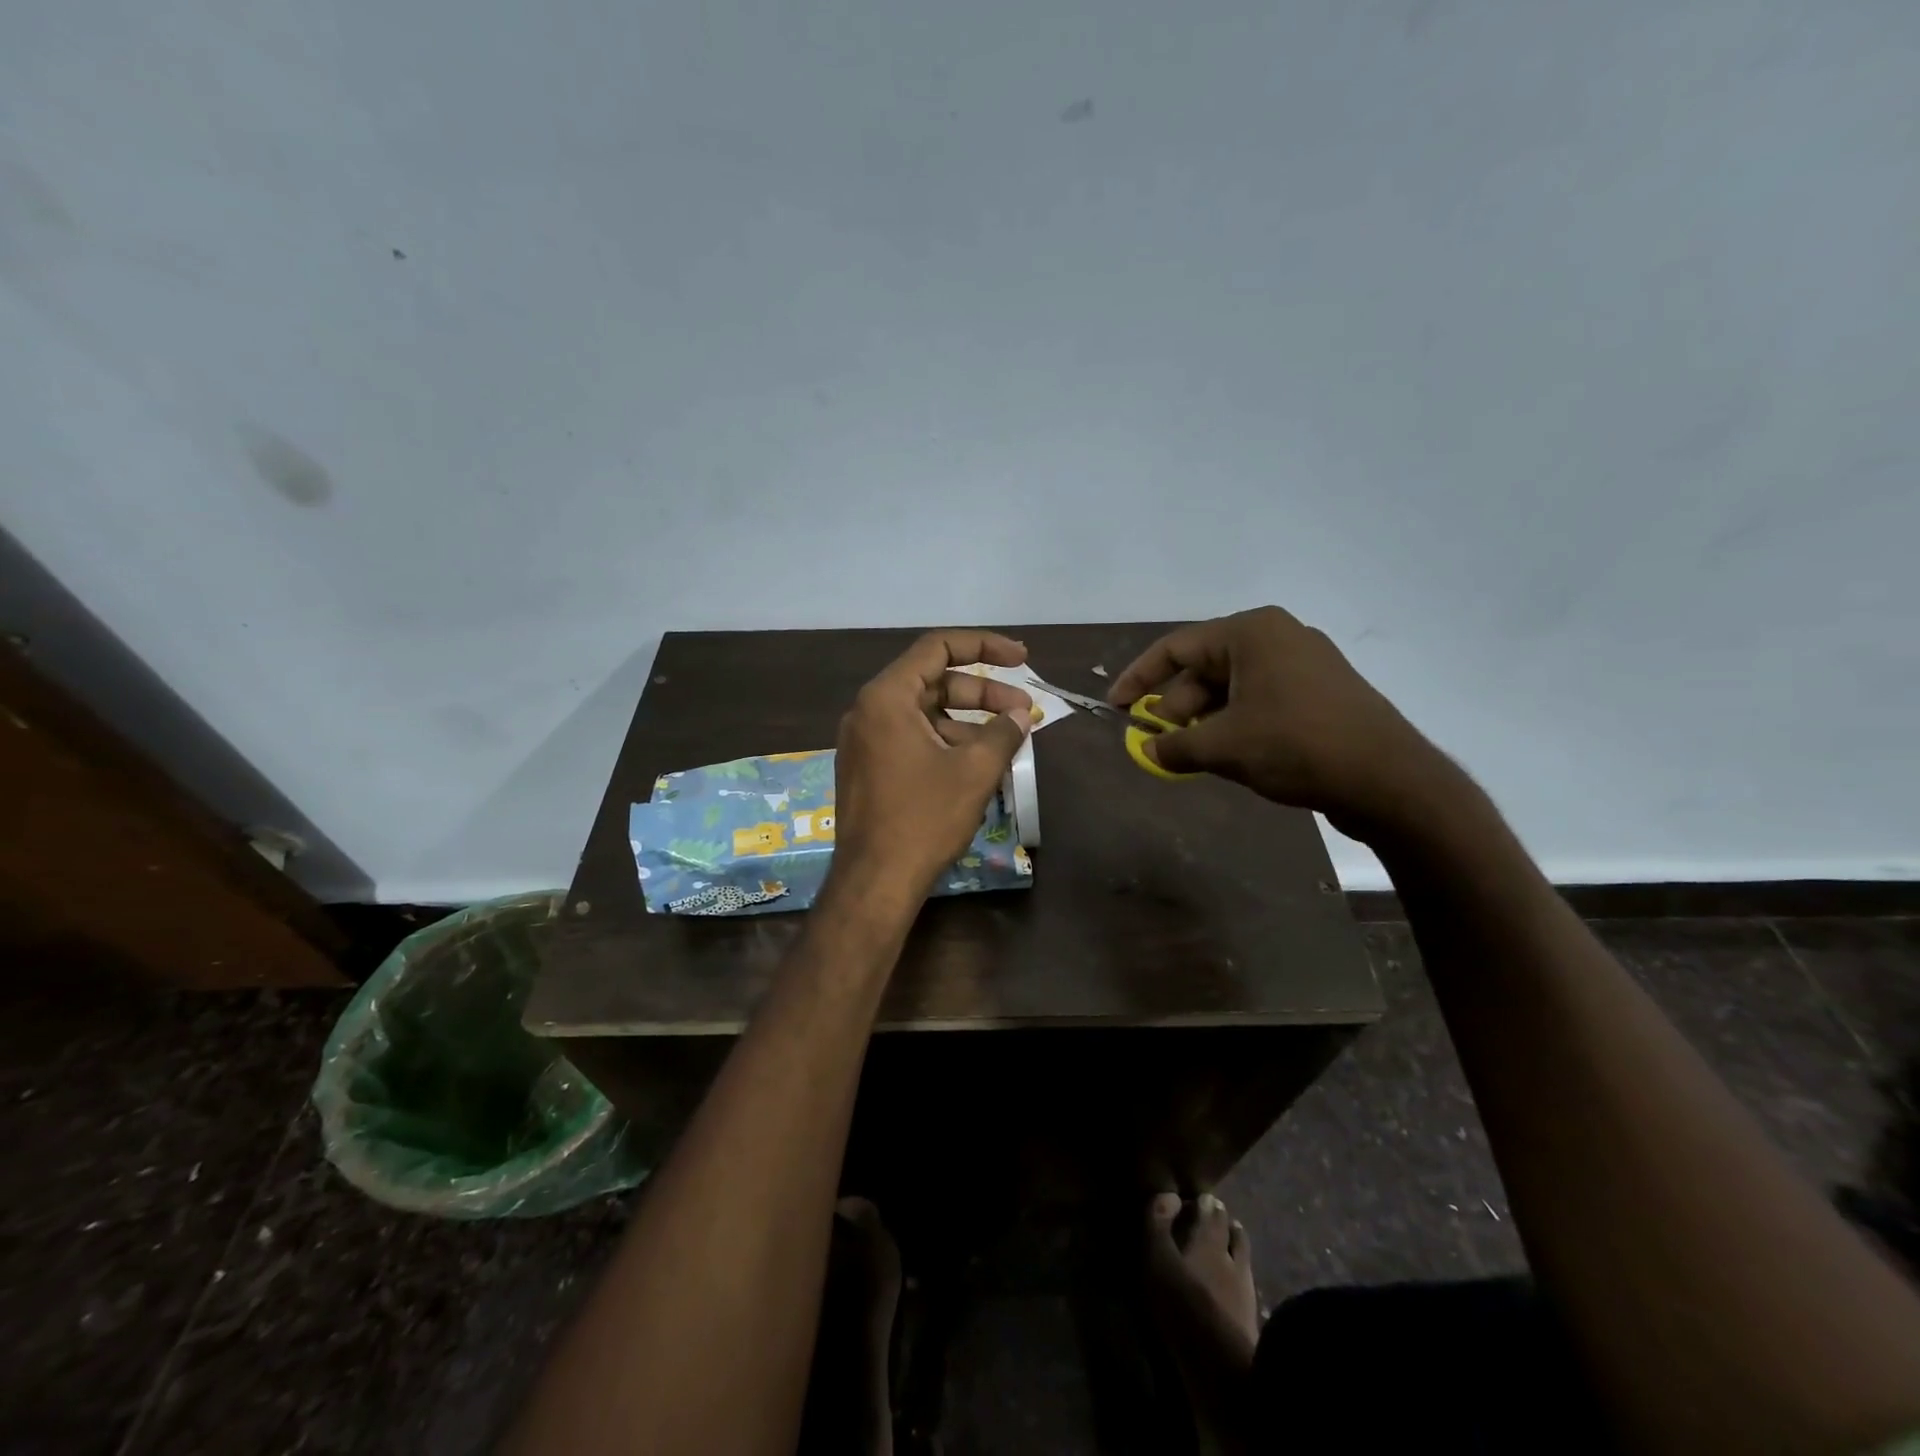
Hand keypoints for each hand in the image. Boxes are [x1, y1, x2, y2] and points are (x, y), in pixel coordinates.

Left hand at [831, 630, 1036, 897]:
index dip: (984, 646)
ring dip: (968, 722)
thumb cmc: (924, 818)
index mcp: (886, 697)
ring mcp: (865, 741)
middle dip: (983, 693)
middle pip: (934, 682)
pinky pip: (912, 738)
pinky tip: (978, 763)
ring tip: (1008, 742)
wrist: (875, 881)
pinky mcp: (868, 768)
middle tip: (1023, 711)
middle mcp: (869, 710)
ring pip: (925, 714)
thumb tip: (1022, 715)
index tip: (1021, 658)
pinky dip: (946, 741)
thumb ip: (1004, 732)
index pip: (938, 647)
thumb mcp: (974, 770)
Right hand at [1108, 606, 1450, 836]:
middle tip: (1157, 743)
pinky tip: (1226, 756)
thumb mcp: (1223, 747)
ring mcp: (1303, 664)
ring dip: (1204, 722)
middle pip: (1205, 668)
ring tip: (1189, 756)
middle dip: (1176, 707)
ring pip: (1232, 688)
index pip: (1176, 647)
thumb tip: (1147, 749)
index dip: (1139, 678)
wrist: (1389, 780)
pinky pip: (1260, 700)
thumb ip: (1174, 745)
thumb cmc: (1296, 746)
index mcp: (1252, 633)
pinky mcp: (1319, 693)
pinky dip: (1234, 725)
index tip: (1116, 707)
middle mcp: (1277, 637)